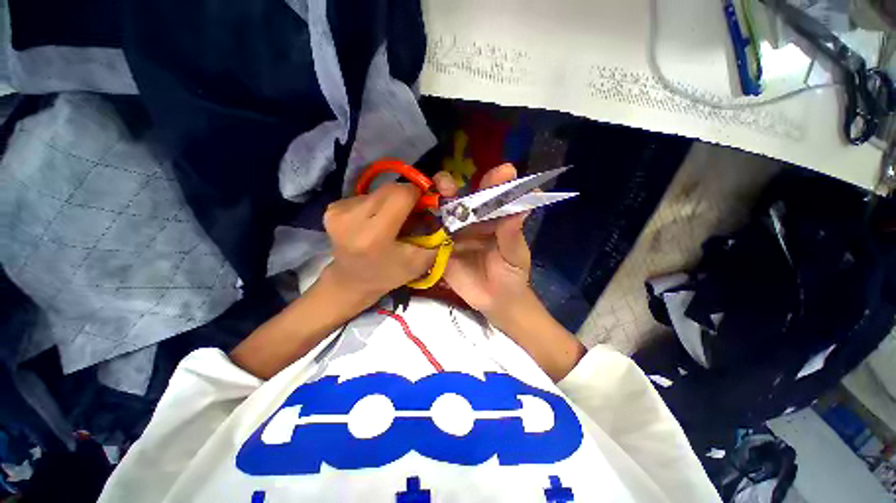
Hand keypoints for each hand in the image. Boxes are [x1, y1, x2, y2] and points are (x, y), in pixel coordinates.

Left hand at [323, 183, 436, 306]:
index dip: (418, 194)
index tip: (424, 205)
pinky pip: (366, 195)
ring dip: (391, 200)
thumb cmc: (388, 275)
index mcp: (375, 235)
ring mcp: (338, 211)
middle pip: (390, 189)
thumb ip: (438, 236)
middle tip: (411, 213)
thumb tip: (444, 208)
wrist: (351, 281)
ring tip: (391, 220)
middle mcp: (351, 218)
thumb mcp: (420, 262)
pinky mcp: (331, 208)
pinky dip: (377, 203)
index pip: (402, 194)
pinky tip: (375, 220)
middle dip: (406, 196)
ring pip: (379, 191)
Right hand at [434, 164, 537, 322]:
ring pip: (440, 215)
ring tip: (425, 200)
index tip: (505, 171)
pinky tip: (410, 218)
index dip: (496, 182)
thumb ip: (513, 233)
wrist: (496, 301)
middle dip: (450, 187)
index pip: (492, 195)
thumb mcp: (515, 254)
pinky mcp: (440, 252)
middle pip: (459, 200)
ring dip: (432, 204)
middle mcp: (470, 223)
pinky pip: (429, 239)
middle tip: (445, 183)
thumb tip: (525, 205)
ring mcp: (453, 236)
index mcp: (492, 219)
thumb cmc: (512, 274)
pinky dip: (420, 228)